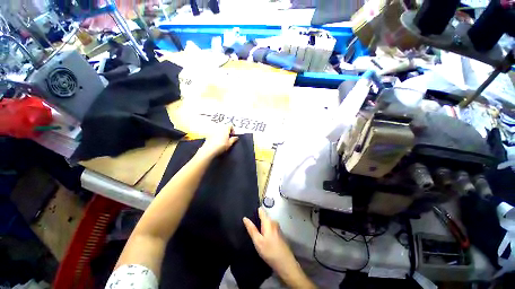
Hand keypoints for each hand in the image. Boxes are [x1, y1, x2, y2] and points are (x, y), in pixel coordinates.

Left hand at [199, 125, 238, 157]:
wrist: (209, 149)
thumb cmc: (221, 146)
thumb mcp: (230, 143)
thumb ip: (234, 139)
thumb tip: (236, 137)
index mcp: (225, 128)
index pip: (231, 125)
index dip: (233, 130)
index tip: (232, 135)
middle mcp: (219, 127)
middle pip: (225, 126)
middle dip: (227, 131)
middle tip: (228, 138)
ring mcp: (213, 129)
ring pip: (220, 129)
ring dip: (222, 133)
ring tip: (222, 140)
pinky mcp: (209, 133)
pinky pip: (215, 132)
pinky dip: (217, 135)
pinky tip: (217, 141)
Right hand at [243, 208, 304, 280]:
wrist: (285, 264)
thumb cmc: (270, 251)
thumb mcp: (258, 241)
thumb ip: (251, 229)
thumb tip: (245, 218)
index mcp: (268, 221)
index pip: (261, 210)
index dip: (254, 210)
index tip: (247, 213)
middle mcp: (273, 221)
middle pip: (263, 216)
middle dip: (256, 219)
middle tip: (248, 226)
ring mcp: (277, 227)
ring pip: (266, 223)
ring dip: (261, 225)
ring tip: (253, 231)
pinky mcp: (279, 233)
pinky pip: (270, 227)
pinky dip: (265, 230)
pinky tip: (262, 237)